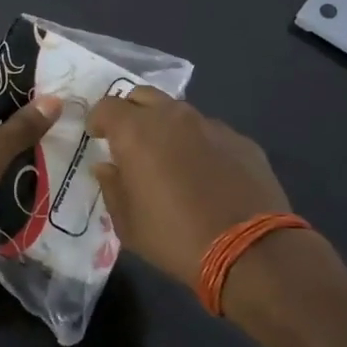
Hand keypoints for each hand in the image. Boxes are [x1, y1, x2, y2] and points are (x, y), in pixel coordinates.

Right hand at [89, 87, 293, 282]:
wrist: (249, 250)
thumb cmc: (174, 237)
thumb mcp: (127, 223)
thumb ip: (112, 187)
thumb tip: (106, 166)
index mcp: (137, 132)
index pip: (107, 106)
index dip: (98, 119)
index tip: (97, 137)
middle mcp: (173, 117)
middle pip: (144, 96)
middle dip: (131, 112)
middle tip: (129, 140)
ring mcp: (211, 126)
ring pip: (180, 113)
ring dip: (167, 127)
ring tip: (170, 158)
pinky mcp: (241, 140)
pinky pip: (211, 133)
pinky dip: (199, 145)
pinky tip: (206, 174)